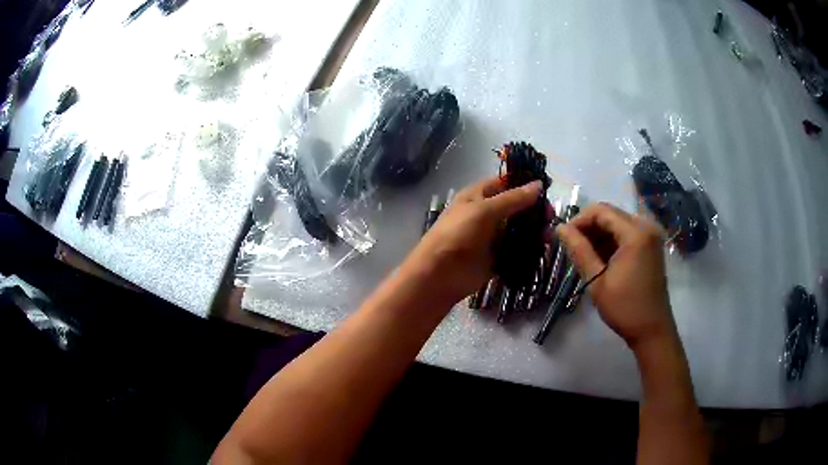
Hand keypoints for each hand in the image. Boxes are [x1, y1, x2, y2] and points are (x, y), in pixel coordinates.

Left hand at [403, 177, 546, 304]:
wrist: (440, 275)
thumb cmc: (458, 234)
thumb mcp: (485, 210)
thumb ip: (513, 199)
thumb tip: (539, 184)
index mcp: (478, 196)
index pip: (505, 183)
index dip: (525, 183)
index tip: (547, 188)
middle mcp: (486, 213)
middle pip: (516, 206)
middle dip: (534, 210)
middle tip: (551, 216)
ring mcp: (492, 236)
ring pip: (519, 229)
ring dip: (534, 230)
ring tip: (548, 235)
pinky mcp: (497, 257)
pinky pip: (517, 249)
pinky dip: (529, 249)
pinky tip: (543, 250)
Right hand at [556, 203, 675, 349]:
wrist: (652, 330)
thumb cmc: (624, 307)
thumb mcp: (597, 281)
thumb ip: (579, 250)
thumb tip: (559, 228)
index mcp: (635, 233)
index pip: (600, 211)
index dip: (578, 220)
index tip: (563, 238)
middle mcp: (646, 226)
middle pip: (610, 214)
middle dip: (588, 227)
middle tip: (571, 247)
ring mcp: (650, 235)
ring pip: (617, 223)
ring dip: (599, 235)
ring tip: (583, 255)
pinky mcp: (651, 245)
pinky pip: (626, 233)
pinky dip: (611, 241)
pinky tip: (600, 259)